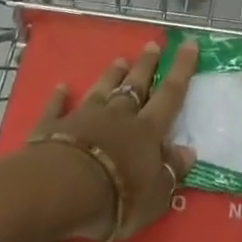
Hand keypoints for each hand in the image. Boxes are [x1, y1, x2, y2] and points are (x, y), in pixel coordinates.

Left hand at [29, 41, 197, 241]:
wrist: (61, 189)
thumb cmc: (117, 198)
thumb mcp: (155, 195)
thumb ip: (171, 171)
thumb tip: (188, 150)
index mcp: (146, 131)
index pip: (170, 95)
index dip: (181, 69)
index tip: (188, 44)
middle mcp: (117, 115)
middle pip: (135, 85)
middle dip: (146, 65)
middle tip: (152, 45)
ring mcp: (84, 117)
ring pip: (101, 89)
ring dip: (111, 75)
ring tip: (120, 59)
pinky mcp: (53, 126)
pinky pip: (58, 107)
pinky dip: (60, 96)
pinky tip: (61, 87)